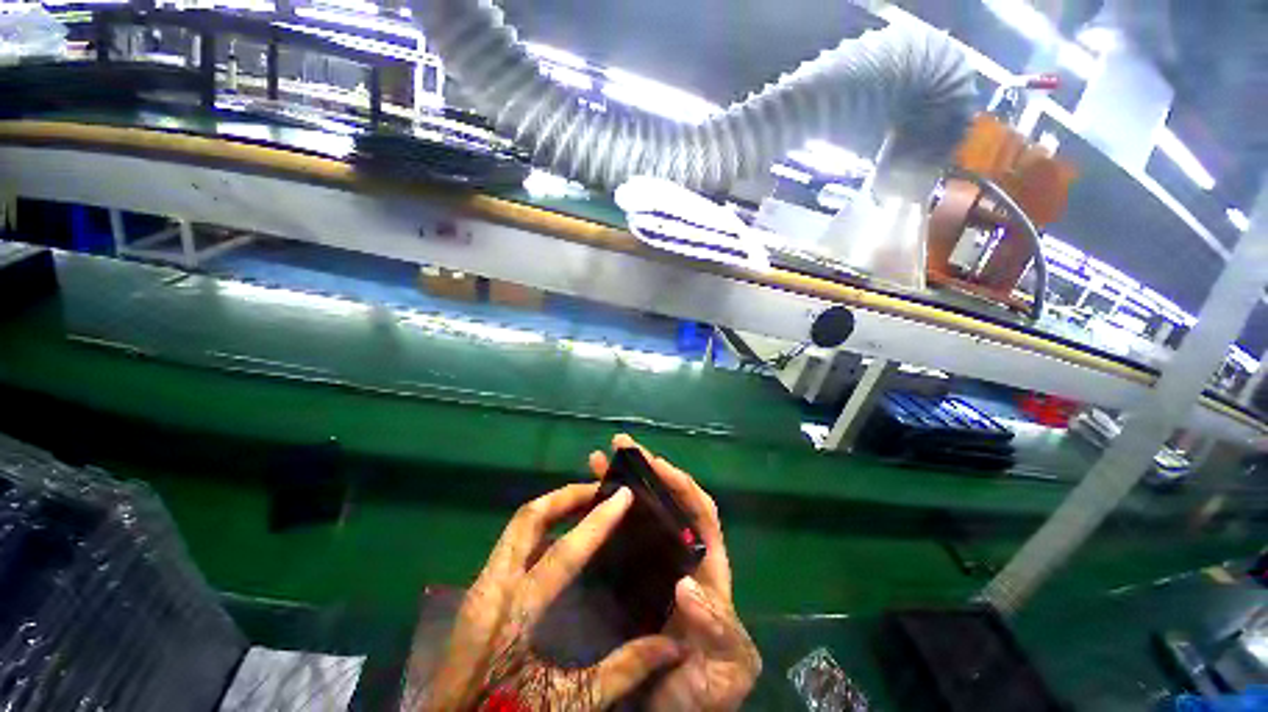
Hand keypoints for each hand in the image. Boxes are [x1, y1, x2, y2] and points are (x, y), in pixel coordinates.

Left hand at [422, 482, 682, 710]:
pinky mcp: (480, 595)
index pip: (563, 552)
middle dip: (565, 496)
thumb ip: (622, 672)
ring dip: (552, 508)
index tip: (624, 495)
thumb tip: (673, 647)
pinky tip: (561, 537)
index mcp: (511, 612)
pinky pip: (513, 544)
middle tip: (598, 489)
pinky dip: (540, 528)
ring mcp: (481, 588)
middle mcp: (491, 587)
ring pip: (517, 526)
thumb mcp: (568, 702)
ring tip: (585, 502)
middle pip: (526, 518)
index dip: (598, 520)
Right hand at [589, 435, 760, 710]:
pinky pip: (617, 538)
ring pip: (638, 513)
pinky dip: (603, 517)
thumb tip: (686, 587)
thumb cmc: (707, 687)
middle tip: (618, 446)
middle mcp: (679, 556)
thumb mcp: (727, 665)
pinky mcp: (628, 578)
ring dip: (620, 484)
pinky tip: (584, 505)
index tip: (655, 464)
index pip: (699, 510)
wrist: (674, 711)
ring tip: (594, 461)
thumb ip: (718, 629)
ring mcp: (652, 564)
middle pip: (665, 501)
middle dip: (644, 470)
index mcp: (706, 565)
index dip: (680, 483)